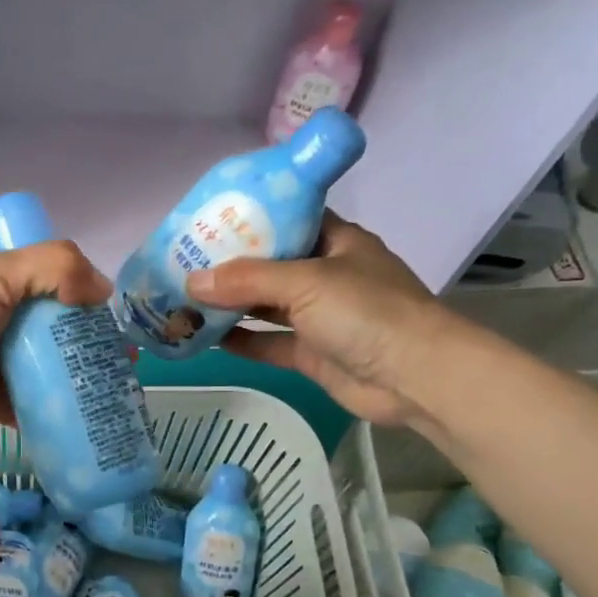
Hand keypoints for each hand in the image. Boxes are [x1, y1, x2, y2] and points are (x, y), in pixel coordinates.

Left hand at [0, 242, 112, 437]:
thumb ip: (53, 268)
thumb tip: (105, 290)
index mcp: (9, 286)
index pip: (63, 290)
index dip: (93, 306)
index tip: (123, 326)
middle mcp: (11, 325)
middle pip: (64, 337)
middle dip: (96, 352)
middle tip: (131, 370)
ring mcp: (5, 368)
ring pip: (55, 376)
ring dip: (85, 386)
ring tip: (123, 400)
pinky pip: (38, 412)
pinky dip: (62, 418)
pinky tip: (93, 425)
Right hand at [185, 213, 454, 428]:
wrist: (415, 378)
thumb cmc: (367, 312)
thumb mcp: (306, 282)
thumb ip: (248, 279)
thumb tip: (191, 281)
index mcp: (335, 241)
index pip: (287, 218)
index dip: (249, 218)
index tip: (207, 220)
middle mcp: (326, 274)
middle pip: (270, 264)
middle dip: (229, 265)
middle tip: (182, 262)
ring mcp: (320, 317)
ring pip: (266, 305)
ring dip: (230, 304)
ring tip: (184, 299)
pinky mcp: (313, 353)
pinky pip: (269, 342)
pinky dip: (242, 340)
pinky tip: (206, 337)